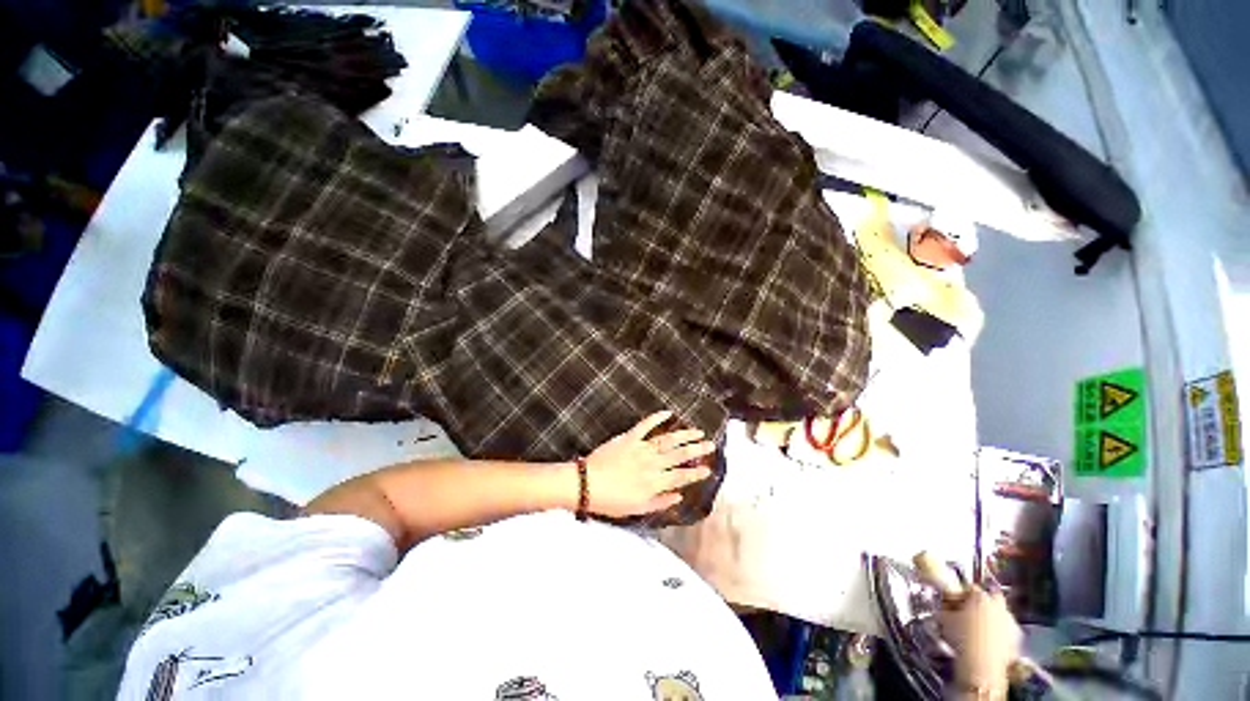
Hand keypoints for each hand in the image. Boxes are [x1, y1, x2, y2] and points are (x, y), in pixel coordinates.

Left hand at [582, 410, 715, 518]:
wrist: (587, 484)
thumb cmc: (611, 500)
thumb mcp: (637, 508)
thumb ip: (660, 502)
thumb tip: (679, 496)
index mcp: (654, 483)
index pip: (680, 477)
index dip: (696, 473)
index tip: (708, 469)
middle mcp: (651, 464)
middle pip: (679, 455)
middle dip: (696, 450)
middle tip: (710, 444)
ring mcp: (641, 448)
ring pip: (667, 440)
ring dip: (683, 435)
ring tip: (697, 431)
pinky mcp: (629, 438)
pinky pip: (645, 425)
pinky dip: (656, 418)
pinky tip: (668, 413)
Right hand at [938, 587, 1021, 692]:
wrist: (981, 664)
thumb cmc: (961, 637)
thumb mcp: (944, 618)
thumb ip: (945, 606)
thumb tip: (944, 604)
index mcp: (980, 596)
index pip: (969, 588)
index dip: (960, 594)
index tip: (953, 602)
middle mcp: (998, 605)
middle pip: (991, 597)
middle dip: (983, 601)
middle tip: (971, 611)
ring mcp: (1010, 621)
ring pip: (1001, 613)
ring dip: (992, 617)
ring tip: (979, 628)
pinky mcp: (1016, 638)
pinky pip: (1006, 629)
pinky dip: (999, 632)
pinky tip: (989, 640)